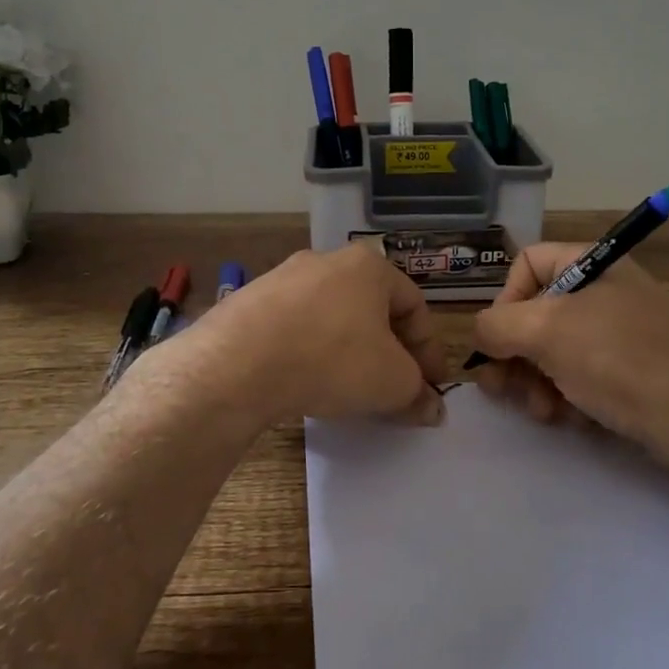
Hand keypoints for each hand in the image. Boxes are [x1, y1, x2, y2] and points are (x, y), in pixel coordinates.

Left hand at [150, 243, 450, 427]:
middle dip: (388, 350)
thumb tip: (431, 407)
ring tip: (350, 388)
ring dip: (348, 350)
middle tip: (394, 387)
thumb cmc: (332, 359)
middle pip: (372, 308)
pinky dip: (310, 351)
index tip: (431, 385)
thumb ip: (417, 392)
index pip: (414, 305)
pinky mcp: (250, 302)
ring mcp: (283, 278)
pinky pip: (295, 327)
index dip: (429, 349)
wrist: (238, 363)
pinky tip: (306, 380)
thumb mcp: (391, 382)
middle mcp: (326, 261)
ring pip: (331, 317)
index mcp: (368, 266)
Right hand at [470, 244, 668, 450]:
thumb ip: (496, 325)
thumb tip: (482, 334)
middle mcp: (606, 291)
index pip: (527, 262)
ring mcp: (621, 332)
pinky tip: (569, 418)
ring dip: (535, 381)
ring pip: (555, 349)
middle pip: (536, 313)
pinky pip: (583, 374)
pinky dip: (567, 394)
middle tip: (502, 388)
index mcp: (592, 264)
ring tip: (540, 411)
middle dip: (515, 354)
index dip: (504, 298)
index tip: (498, 338)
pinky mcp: (632, 371)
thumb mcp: (545, 331)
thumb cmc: (617, 358)